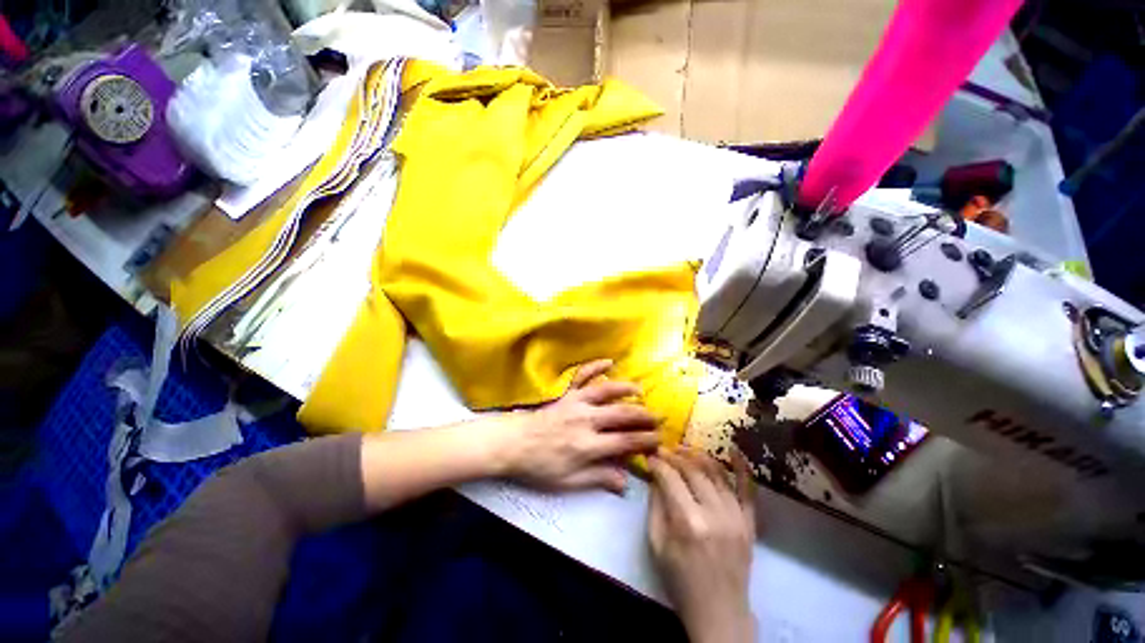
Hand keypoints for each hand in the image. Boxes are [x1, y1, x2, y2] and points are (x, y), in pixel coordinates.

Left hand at [491, 359, 659, 493]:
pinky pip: (582, 376)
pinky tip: (609, 362)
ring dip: (626, 388)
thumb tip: (625, 481)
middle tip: (659, 416)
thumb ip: (598, 478)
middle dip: (644, 415)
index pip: (625, 441)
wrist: (513, 444)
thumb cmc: (540, 466)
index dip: (645, 441)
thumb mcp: (568, 482)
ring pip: (606, 391)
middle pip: (622, 414)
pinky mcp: (567, 394)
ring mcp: (576, 403)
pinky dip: (595, 366)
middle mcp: (586, 420)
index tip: (659, 440)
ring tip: (640, 390)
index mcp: (588, 445)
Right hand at [648, 448, 756, 642]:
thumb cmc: (680, 581)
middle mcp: (714, 514)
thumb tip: (655, 476)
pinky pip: (747, 490)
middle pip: (693, 470)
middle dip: (675, 456)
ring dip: (698, 456)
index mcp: (687, 522)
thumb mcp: (657, 545)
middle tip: (664, 450)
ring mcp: (736, 517)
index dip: (658, 463)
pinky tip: (732, 450)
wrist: (719, 613)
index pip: (670, 478)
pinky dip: (741, 467)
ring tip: (684, 449)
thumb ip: (655, 507)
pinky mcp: (749, 523)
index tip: (650, 457)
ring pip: (716, 473)